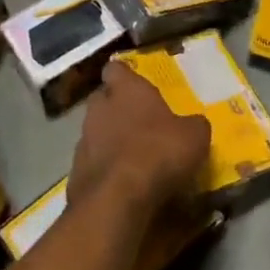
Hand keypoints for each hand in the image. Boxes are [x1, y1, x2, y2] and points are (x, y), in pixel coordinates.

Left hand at [68, 60, 210, 221]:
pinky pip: (91, 162)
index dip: (124, 75)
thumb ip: (192, 124)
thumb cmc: (158, 153)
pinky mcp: (75, 172)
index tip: (134, 83)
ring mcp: (83, 140)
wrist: (117, 201)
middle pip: (102, 98)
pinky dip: (102, 168)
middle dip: (114, 106)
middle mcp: (100, 108)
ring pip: (94, 131)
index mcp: (127, 89)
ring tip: (129, 155)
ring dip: (107, 138)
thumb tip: (193, 125)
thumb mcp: (194, 136)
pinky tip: (119, 182)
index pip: (116, 69)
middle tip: (135, 119)